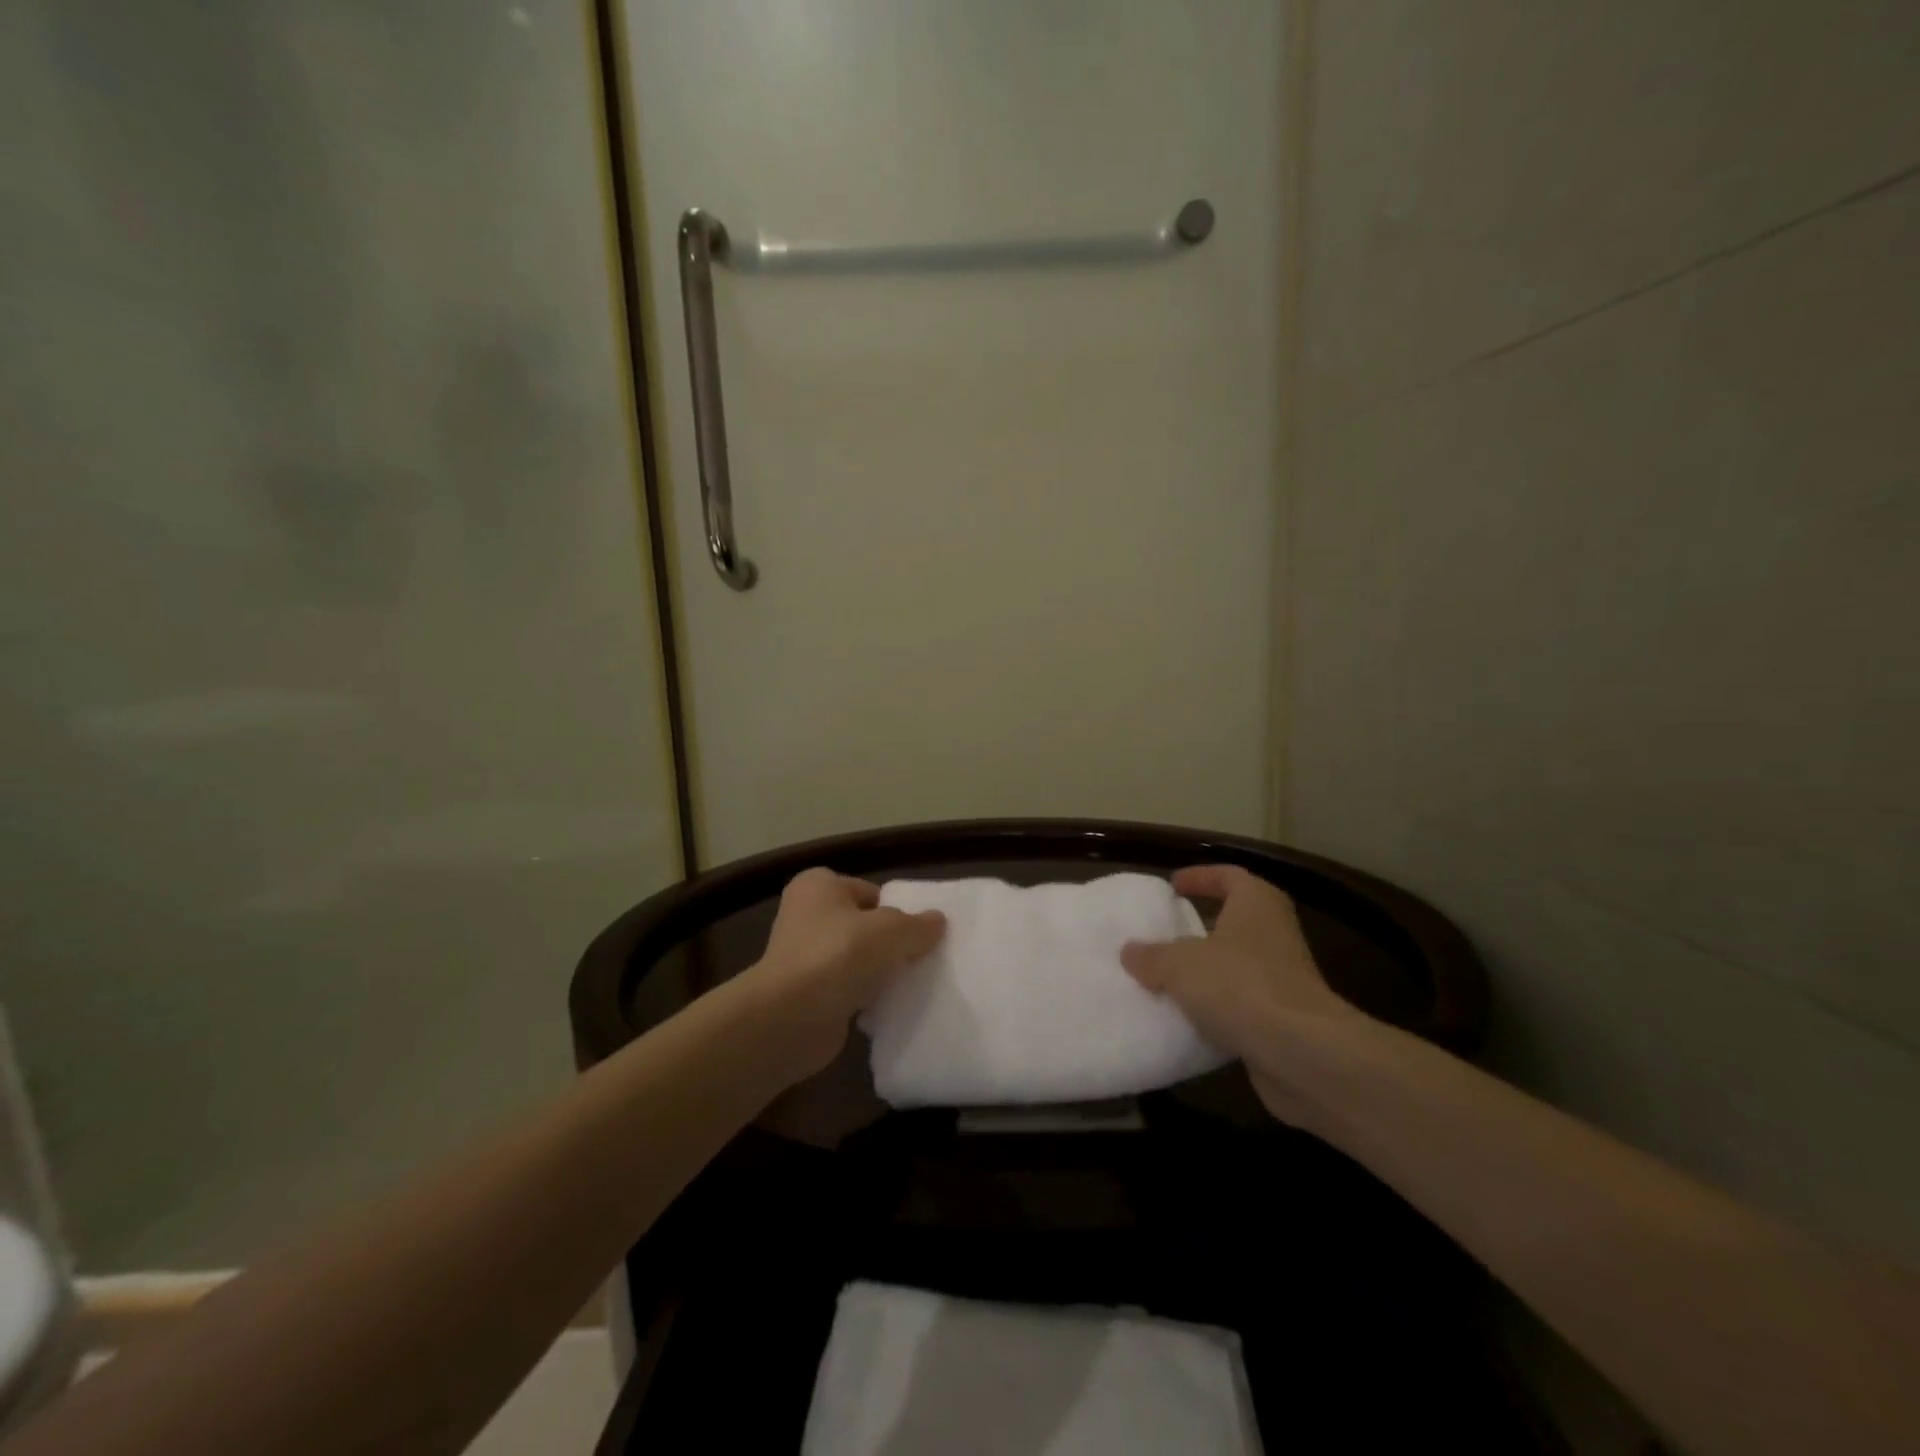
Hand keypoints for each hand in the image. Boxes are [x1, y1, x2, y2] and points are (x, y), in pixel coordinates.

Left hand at [745, 868, 946, 1081]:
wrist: (790, 1018)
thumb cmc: (838, 955)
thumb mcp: (892, 930)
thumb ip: (918, 925)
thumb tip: (938, 921)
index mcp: (819, 886)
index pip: (870, 892)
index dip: (898, 910)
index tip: (922, 932)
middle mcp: (806, 916)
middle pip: (864, 926)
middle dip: (891, 943)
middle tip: (922, 958)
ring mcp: (804, 958)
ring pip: (857, 960)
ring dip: (880, 973)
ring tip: (912, 985)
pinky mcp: (807, 995)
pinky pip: (848, 990)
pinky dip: (866, 998)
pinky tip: (889, 1008)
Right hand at [1122, 865, 1369, 1121]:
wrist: (1302, 1053)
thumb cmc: (1239, 985)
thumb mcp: (1179, 964)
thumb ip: (1152, 956)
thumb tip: (1130, 951)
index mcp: (1256, 903)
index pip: (1228, 876)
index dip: (1200, 877)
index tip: (1172, 887)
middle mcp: (1275, 933)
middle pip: (1234, 921)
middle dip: (1200, 928)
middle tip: (1164, 935)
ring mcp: (1284, 977)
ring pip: (1237, 965)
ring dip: (1208, 972)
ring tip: (1167, 979)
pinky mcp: (1285, 1018)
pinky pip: (1242, 1004)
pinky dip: (1218, 1009)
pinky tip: (1187, 1020)